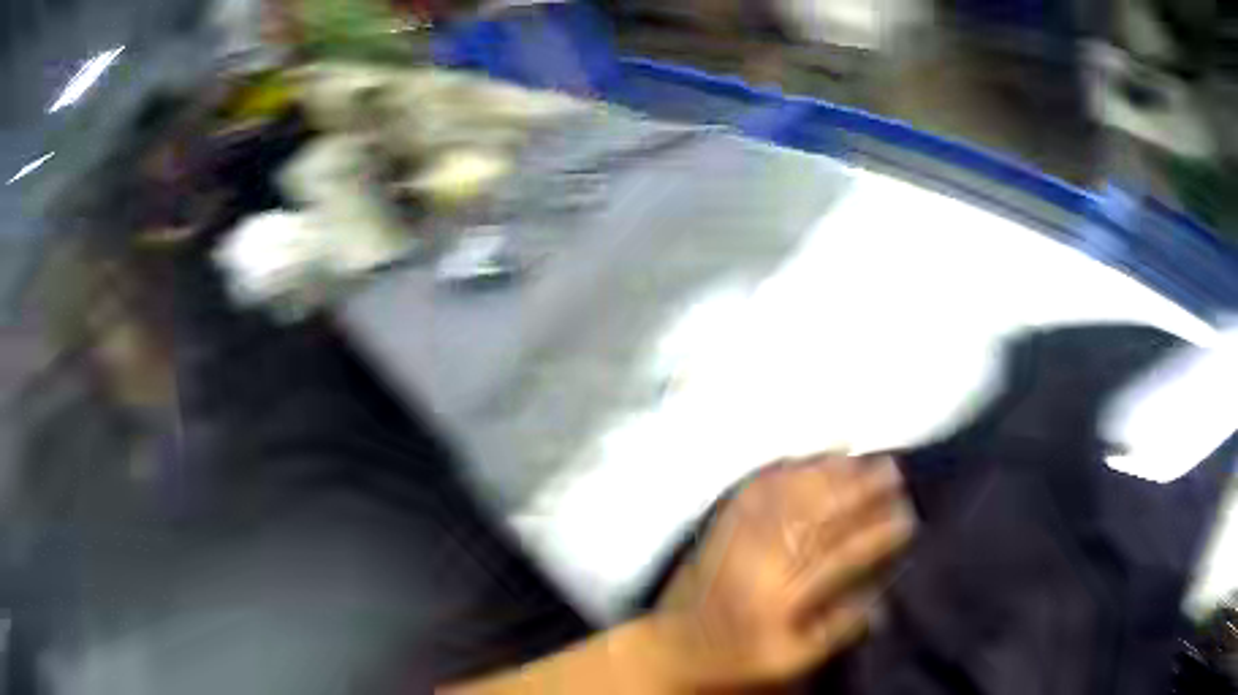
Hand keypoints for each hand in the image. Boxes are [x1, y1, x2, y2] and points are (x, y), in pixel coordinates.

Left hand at [652, 454, 914, 687]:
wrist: (674, 646)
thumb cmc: (737, 658)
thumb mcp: (789, 661)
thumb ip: (835, 632)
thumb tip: (881, 601)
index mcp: (780, 599)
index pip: (840, 557)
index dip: (877, 535)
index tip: (907, 517)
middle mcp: (759, 561)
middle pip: (817, 516)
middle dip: (859, 490)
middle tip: (892, 470)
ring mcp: (736, 538)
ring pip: (788, 495)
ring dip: (828, 472)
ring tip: (862, 457)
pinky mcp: (720, 526)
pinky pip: (755, 488)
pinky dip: (786, 468)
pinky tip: (808, 455)